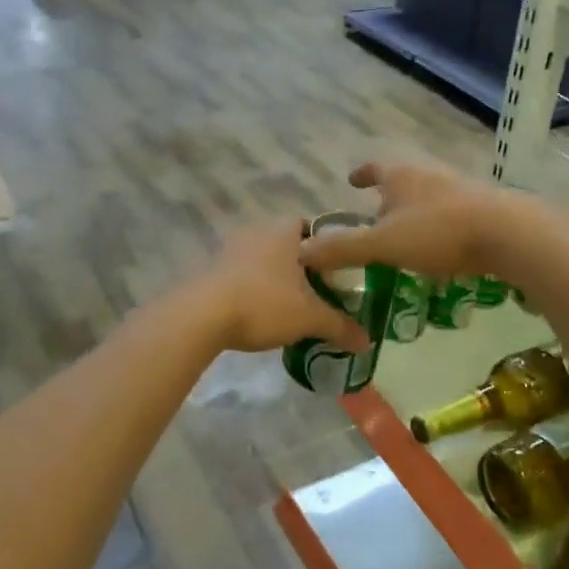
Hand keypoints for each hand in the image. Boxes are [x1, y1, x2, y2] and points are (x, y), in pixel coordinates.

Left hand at [185, 219, 370, 354]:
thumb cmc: (264, 304)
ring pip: (261, 259)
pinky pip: (239, 275)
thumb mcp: (310, 318)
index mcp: (284, 231)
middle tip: (315, 292)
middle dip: (300, 266)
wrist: (201, 316)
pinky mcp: (209, 269)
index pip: (311, 226)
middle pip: (286, 243)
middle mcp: (256, 231)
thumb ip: (340, 326)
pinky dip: (250, 289)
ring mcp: (229, 249)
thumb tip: (367, 342)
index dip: (325, 246)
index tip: (334, 272)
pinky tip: (256, 313)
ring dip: (273, 278)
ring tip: (287, 307)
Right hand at [298, 159, 526, 279]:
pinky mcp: (484, 207)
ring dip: (415, 209)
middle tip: (376, 213)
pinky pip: (452, 212)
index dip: (362, 173)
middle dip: (389, 194)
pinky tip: (441, 246)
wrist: (509, 234)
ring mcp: (460, 188)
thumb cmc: (438, 232)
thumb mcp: (383, 244)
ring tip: (406, 232)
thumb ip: (343, 248)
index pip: (375, 166)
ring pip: (429, 195)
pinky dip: (439, 224)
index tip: (353, 180)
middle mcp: (429, 174)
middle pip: (403, 179)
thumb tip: (301, 251)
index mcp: (401, 175)